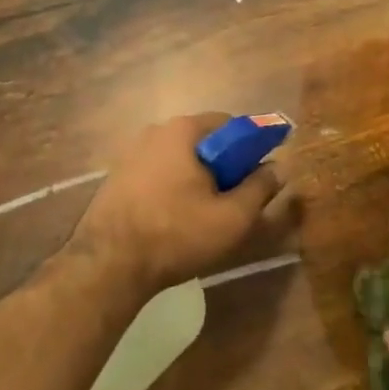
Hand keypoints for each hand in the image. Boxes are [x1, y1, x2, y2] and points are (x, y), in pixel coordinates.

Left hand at [74, 113, 300, 298]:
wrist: (108, 265)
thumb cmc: (177, 234)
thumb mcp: (232, 218)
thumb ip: (260, 188)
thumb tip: (280, 166)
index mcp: (184, 130)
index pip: (231, 124)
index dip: (251, 148)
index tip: (258, 177)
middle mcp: (155, 131)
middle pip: (204, 141)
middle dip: (223, 165)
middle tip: (233, 200)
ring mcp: (130, 152)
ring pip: (179, 158)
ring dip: (196, 178)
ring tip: (203, 214)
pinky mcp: (116, 176)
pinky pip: (157, 172)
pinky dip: (172, 187)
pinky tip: (173, 219)